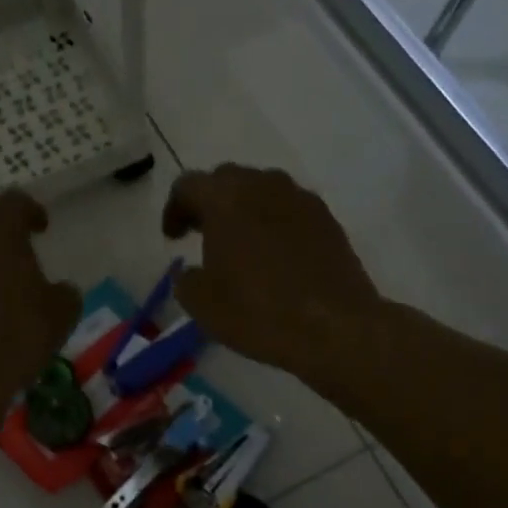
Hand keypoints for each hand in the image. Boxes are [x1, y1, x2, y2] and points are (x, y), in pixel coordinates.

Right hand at [163, 165, 381, 380]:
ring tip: (239, 244)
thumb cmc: (257, 311)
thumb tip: (189, 271)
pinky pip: (289, 209)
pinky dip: (273, 223)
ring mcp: (300, 199)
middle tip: (201, 232)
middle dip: (210, 202)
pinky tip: (273, 256)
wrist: (334, 327)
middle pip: (227, 180)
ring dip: (244, 209)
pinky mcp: (327, 219)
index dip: (174, 209)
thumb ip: (185, 279)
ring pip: (262, 190)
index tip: (173, 238)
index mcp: (225, 198)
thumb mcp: (201, 304)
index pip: (189, 185)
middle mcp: (263, 186)